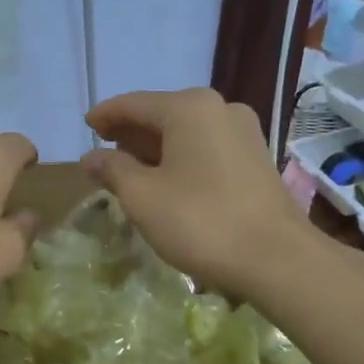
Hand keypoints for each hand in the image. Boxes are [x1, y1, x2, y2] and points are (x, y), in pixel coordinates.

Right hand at [83, 88, 306, 295]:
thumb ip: (112, 170)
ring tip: (131, 168)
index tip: (86, 127)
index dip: (105, 116)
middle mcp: (219, 108)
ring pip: (186, 131)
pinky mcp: (256, 157)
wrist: (278, 260)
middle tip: (104, 150)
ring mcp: (243, 132)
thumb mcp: (142, 196)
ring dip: (156, 147)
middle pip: (161, 114)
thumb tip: (91, 157)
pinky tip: (167, 178)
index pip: (133, 104)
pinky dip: (181, 156)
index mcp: (188, 108)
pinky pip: (206, 146)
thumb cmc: (200, 221)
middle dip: (131, 132)